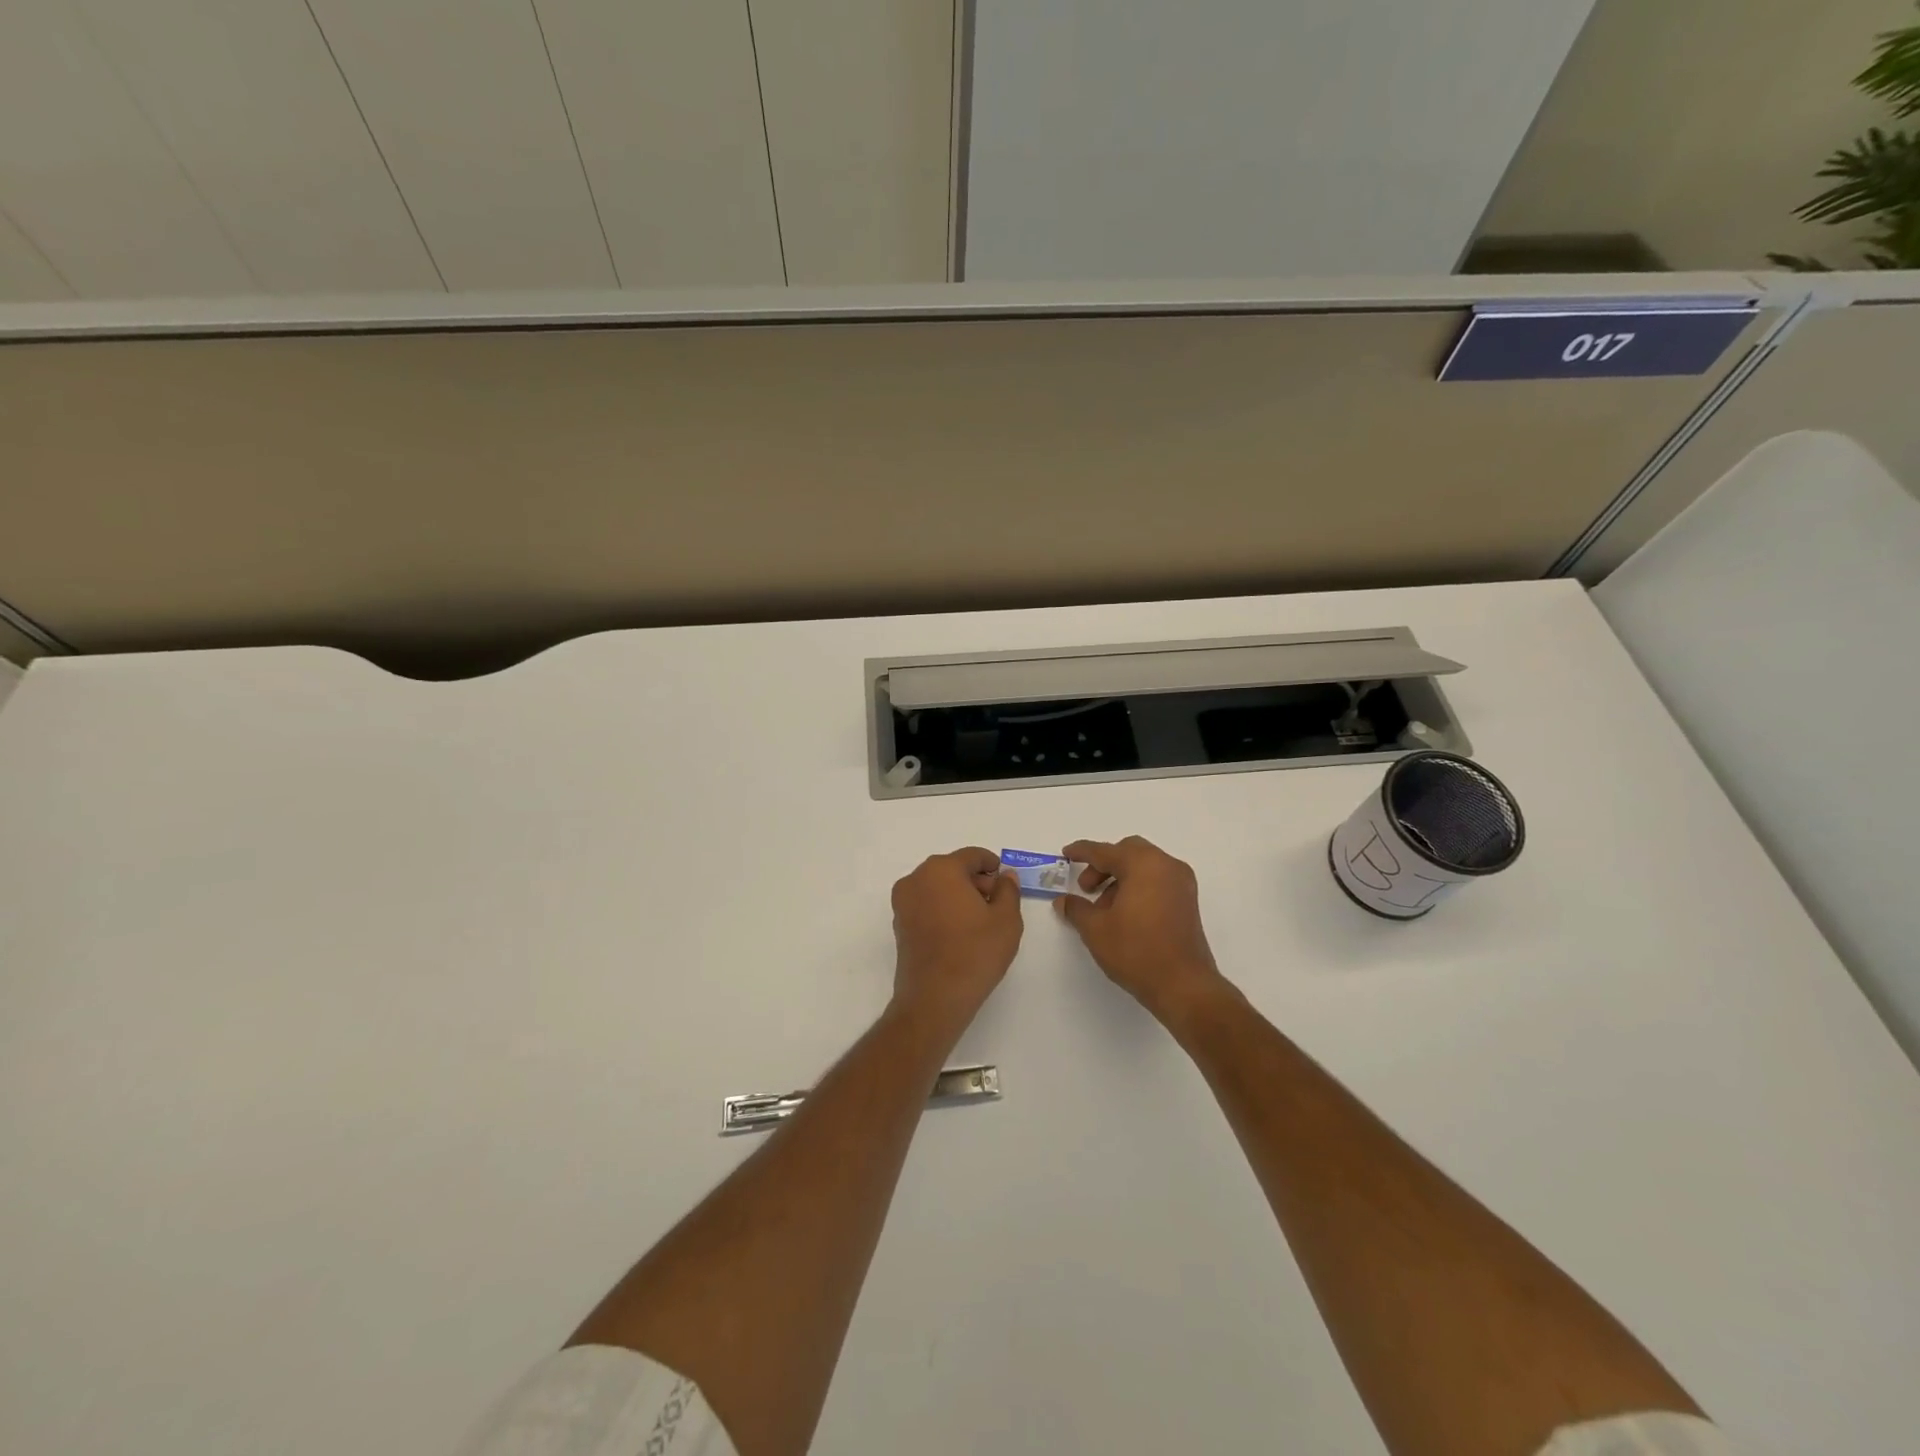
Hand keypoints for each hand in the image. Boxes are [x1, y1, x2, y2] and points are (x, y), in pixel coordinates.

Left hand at [890, 847, 1023, 1034]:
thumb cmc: (975, 953)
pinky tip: (960, 933)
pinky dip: (943, 909)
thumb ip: (1008, 890)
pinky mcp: (899, 923)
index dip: (993, 866)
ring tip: (980, 922)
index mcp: (942, 869)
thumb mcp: (1006, 920)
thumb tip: (1005, 876)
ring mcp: (903, 902)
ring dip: (959, 896)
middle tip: (997, 905)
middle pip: (953, 869)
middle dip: (976, 882)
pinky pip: (926, 904)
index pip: (972, 856)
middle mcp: (917, 878)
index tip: (1006, 883)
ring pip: (938, 887)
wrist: (935, 998)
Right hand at [1056, 837, 1230, 1024]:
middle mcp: (1166, 865)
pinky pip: (1157, 881)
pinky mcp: (1188, 901)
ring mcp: (1182, 883)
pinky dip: (1138, 887)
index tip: (1066, 854)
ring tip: (1103, 908)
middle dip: (1103, 865)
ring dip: (1120, 878)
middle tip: (1086, 888)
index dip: (1082, 852)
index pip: (1105, 851)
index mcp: (1143, 864)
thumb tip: (1063, 900)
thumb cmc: (1136, 951)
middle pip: (1128, 852)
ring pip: (1144, 866)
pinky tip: (1124, 914)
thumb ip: (1076, 908)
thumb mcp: (1095, 929)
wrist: (1183, 985)